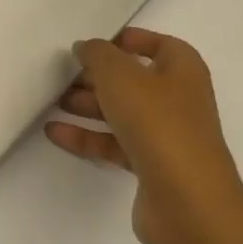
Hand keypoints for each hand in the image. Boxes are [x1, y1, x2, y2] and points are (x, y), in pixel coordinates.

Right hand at [45, 28, 238, 243]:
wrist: (187, 202)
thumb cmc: (158, 123)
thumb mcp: (120, 76)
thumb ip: (98, 55)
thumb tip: (86, 48)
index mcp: (183, 71)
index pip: (160, 45)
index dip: (131, 41)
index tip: (96, 46)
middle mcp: (179, 101)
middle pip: (135, 80)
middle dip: (99, 76)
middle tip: (66, 75)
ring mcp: (167, 137)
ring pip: (123, 113)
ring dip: (89, 106)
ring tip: (55, 102)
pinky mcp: (152, 168)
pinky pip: (114, 144)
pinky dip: (87, 137)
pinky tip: (55, 133)